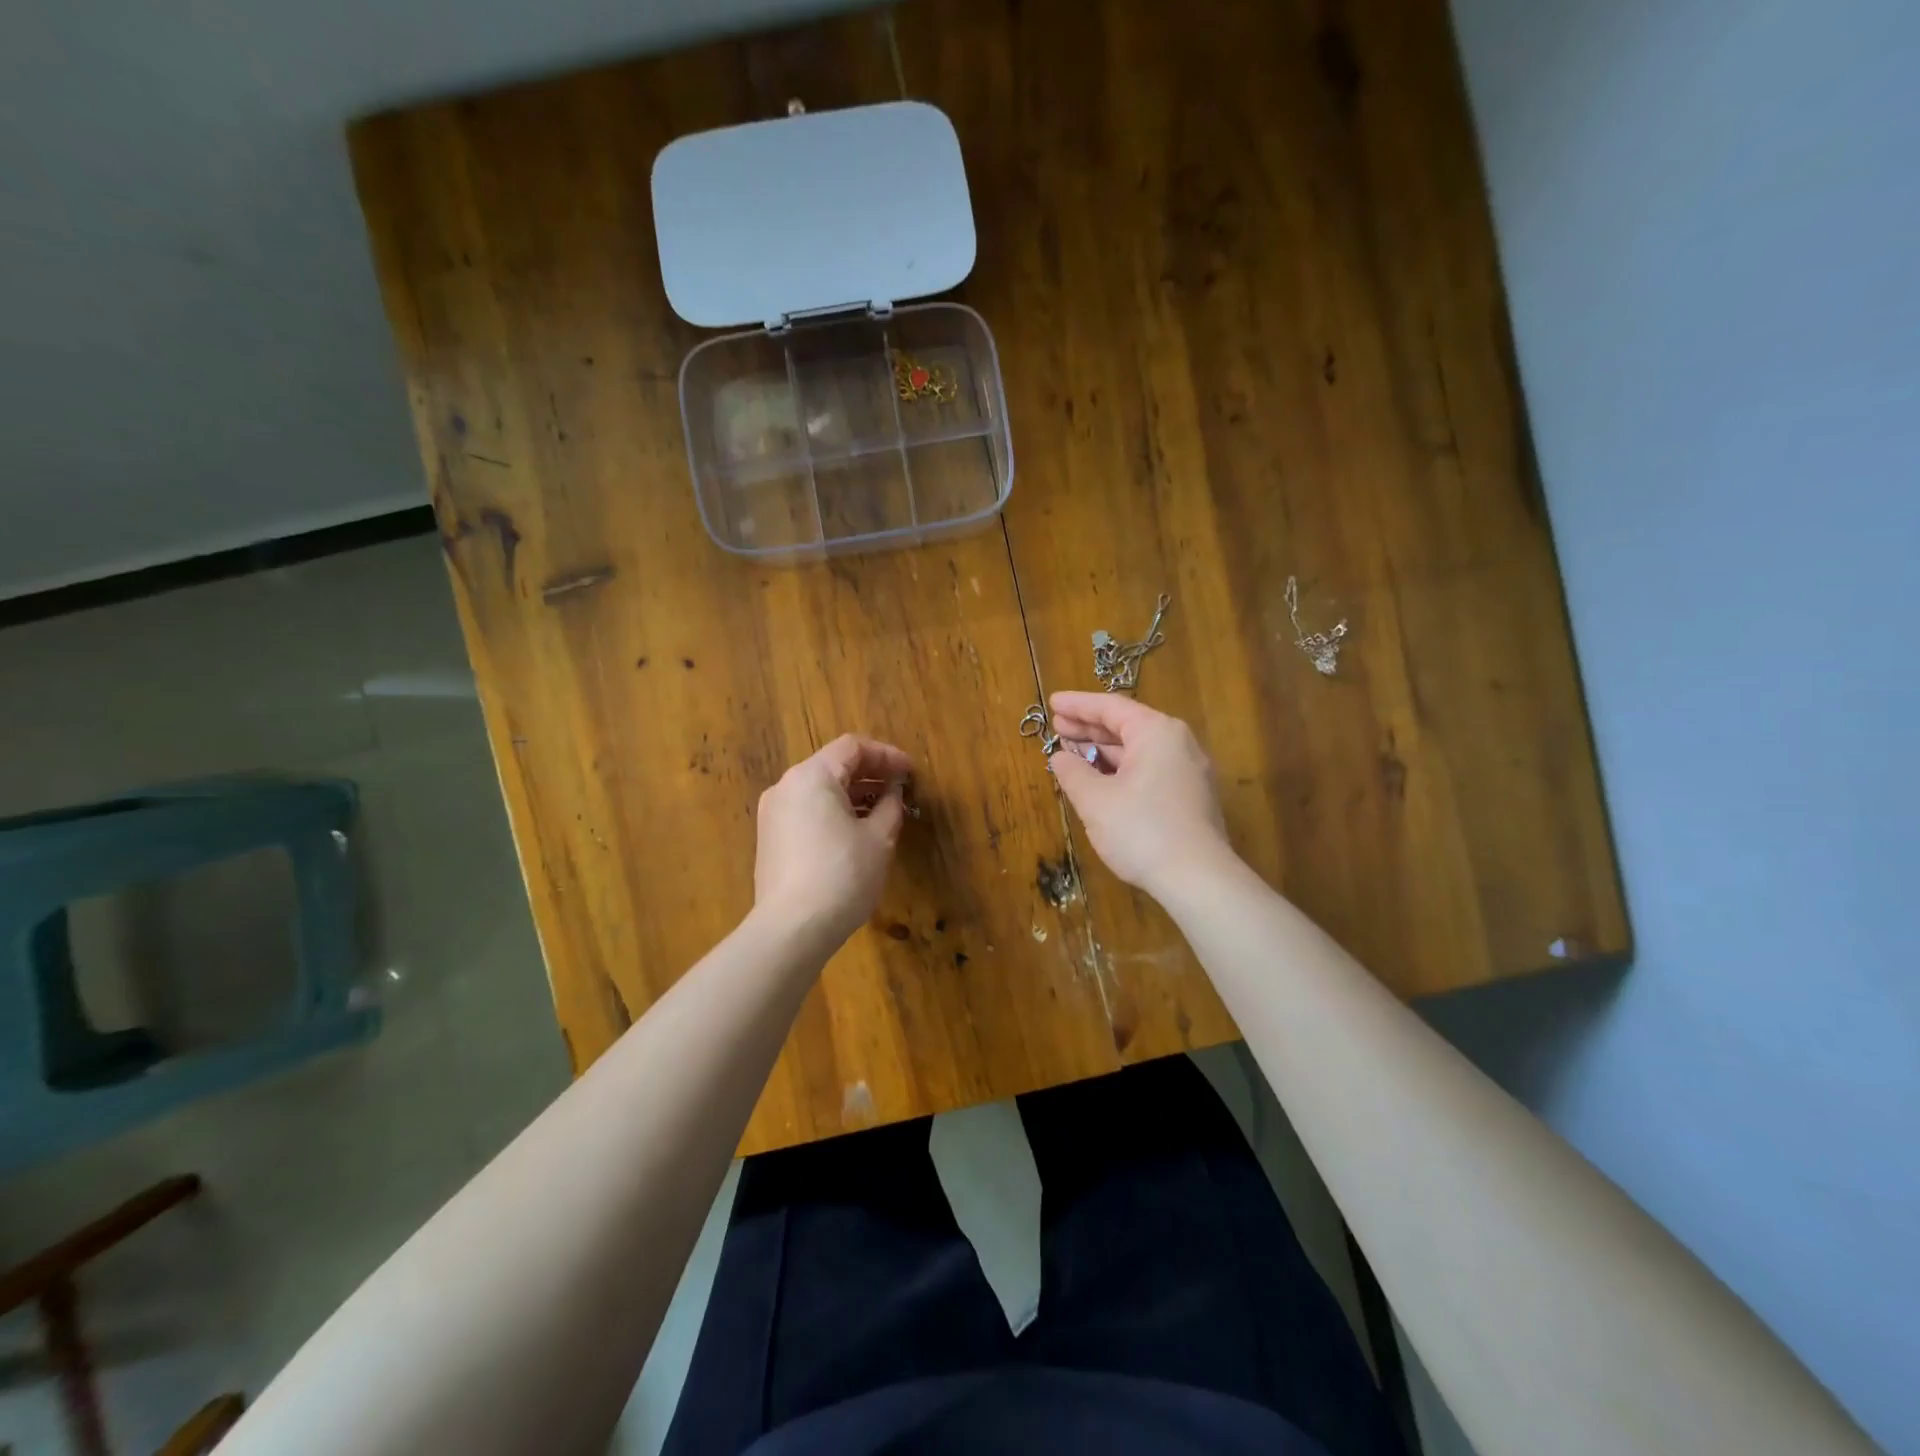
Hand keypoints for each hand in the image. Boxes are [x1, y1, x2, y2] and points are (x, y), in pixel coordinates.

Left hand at [754, 734, 913, 946]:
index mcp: (812, 776)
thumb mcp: (879, 838)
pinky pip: (807, 811)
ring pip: (819, 789)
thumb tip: (893, 792)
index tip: (911, 773)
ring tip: (884, 812)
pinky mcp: (771, 839)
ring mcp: (774, 814)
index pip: (853, 747)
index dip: (887, 755)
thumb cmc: (843, 875)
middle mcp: (786, 786)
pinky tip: (856, 833)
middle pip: (833, 765)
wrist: (792, 929)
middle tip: (901, 790)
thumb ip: (890, 805)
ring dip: (853, 794)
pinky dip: (834, 812)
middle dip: (870, 774)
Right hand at [1047, 691, 1232, 896]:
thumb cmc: (1142, 830)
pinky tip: (1100, 780)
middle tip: (1057, 726)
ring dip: (1104, 750)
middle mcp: (1178, 743)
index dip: (1078, 705)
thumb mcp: (1095, 800)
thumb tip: (1060, 757)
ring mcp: (1188, 771)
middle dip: (1090, 727)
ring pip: (1139, 750)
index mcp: (1157, 732)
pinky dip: (1122, 769)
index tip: (1052, 702)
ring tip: (1072, 752)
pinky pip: (1150, 769)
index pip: (1111, 707)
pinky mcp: (1190, 797)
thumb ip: (1073, 772)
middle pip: (1127, 726)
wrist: (1197, 879)